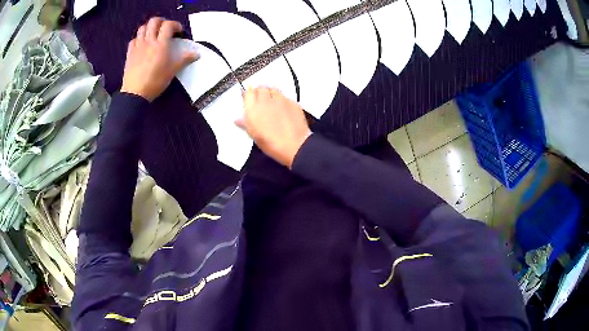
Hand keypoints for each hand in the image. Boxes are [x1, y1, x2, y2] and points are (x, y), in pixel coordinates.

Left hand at [121, 17, 198, 101]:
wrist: (135, 94)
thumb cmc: (155, 82)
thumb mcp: (172, 71)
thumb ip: (184, 60)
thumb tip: (197, 54)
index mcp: (161, 44)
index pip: (168, 25)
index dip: (175, 25)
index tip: (178, 32)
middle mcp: (149, 41)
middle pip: (154, 21)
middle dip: (161, 22)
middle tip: (165, 29)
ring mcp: (138, 46)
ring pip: (142, 28)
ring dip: (149, 28)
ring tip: (153, 34)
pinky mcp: (130, 53)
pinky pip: (134, 39)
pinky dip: (139, 38)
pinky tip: (142, 44)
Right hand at [236, 87, 311, 167]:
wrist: (295, 145)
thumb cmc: (273, 143)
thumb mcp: (254, 136)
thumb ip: (246, 124)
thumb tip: (239, 120)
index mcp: (253, 108)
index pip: (247, 92)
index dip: (248, 95)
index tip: (248, 98)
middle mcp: (266, 100)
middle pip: (260, 87)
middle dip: (259, 92)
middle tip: (259, 100)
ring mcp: (281, 99)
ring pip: (273, 88)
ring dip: (270, 92)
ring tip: (270, 102)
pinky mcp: (292, 102)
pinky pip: (284, 96)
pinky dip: (282, 99)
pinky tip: (282, 107)